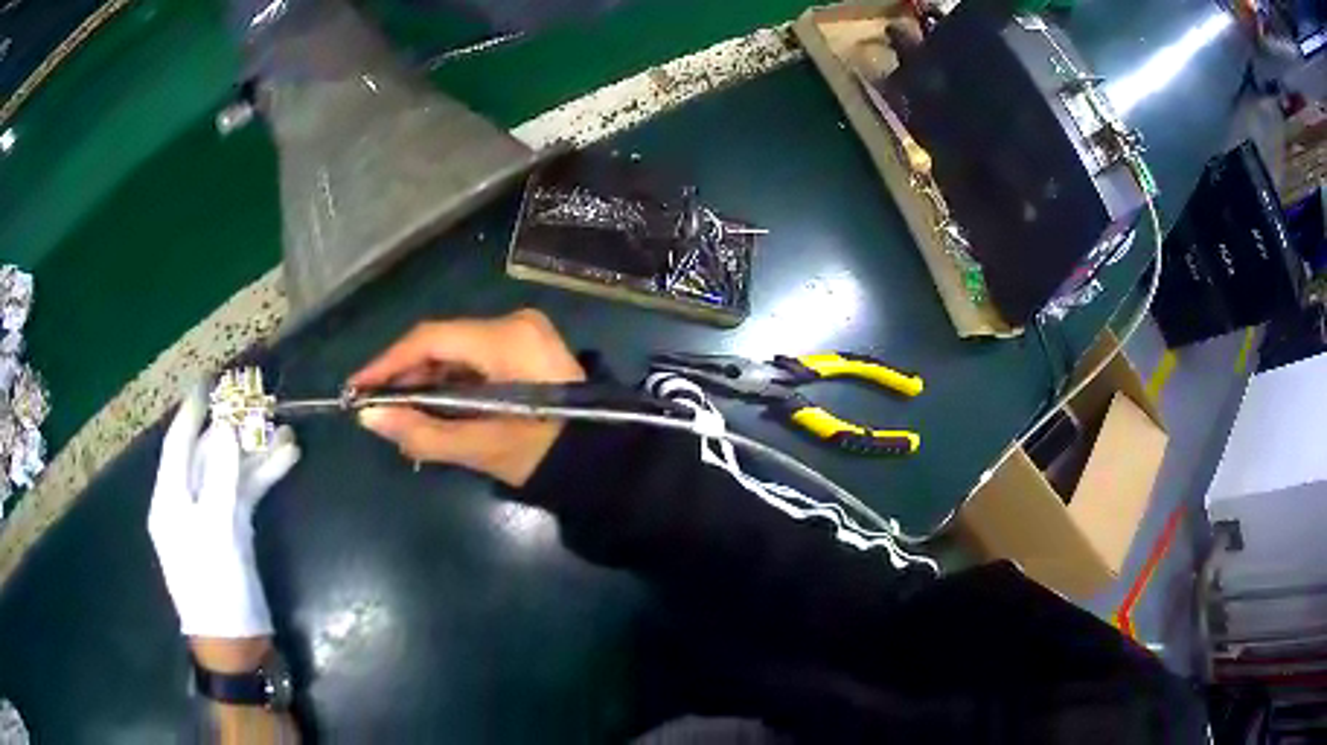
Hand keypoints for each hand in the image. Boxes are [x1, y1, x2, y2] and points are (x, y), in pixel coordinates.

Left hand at [148, 384, 300, 638]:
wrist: (236, 643)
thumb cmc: (216, 590)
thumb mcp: (214, 532)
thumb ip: (220, 477)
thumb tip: (229, 427)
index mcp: (170, 499)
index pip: (178, 444)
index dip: (192, 411)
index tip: (207, 380)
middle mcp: (187, 500)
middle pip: (208, 454)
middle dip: (234, 428)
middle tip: (259, 401)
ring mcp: (211, 515)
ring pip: (231, 472)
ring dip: (255, 451)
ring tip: (286, 430)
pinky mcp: (232, 530)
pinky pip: (246, 493)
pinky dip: (264, 476)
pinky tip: (286, 458)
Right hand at [350, 309, 584, 486]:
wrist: (605, 463)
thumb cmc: (545, 455)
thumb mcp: (481, 447)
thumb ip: (422, 432)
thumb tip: (369, 418)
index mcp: (506, 338)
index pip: (430, 339)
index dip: (388, 363)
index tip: (357, 387)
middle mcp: (514, 324)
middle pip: (442, 344)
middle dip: (407, 378)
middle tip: (377, 410)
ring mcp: (524, 334)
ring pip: (457, 353)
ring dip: (427, 384)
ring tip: (402, 418)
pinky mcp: (527, 349)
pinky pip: (476, 360)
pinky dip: (452, 384)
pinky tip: (434, 411)